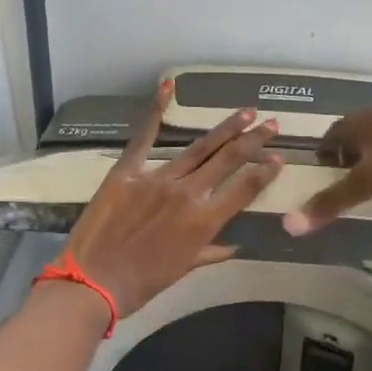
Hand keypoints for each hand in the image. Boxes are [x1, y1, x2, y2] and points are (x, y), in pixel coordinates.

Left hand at [63, 84, 283, 316]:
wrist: (93, 283)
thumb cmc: (142, 283)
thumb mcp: (183, 269)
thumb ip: (211, 253)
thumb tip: (235, 246)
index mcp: (204, 221)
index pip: (244, 189)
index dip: (264, 172)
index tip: (278, 158)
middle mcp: (188, 193)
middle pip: (228, 160)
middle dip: (253, 140)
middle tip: (271, 123)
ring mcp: (157, 178)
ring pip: (198, 148)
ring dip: (225, 128)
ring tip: (245, 112)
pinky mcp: (127, 171)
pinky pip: (144, 137)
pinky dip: (155, 111)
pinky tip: (168, 87)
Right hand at [282, 106, 371, 234]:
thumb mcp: (368, 182)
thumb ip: (331, 203)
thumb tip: (287, 225)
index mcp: (356, 123)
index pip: (327, 138)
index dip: (322, 158)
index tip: (323, 178)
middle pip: (350, 136)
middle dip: (344, 156)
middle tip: (343, 181)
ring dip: (369, 156)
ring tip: (371, 180)